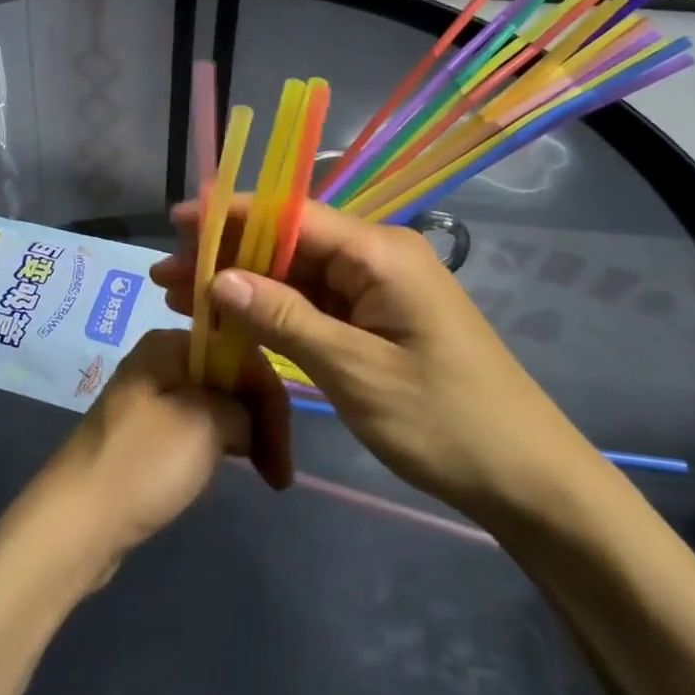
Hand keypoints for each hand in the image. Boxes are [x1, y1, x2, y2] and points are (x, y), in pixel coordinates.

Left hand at [26, 328, 292, 571]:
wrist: (76, 524)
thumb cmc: (142, 464)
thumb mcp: (205, 425)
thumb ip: (241, 408)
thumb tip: (246, 420)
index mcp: (168, 345)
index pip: (238, 353)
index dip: (269, 396)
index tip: (286, 450)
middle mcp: (159, 362)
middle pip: (228, 377)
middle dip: (259, 418)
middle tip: (279, 472)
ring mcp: (150, 399)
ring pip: (214, 405)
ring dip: (243, 435)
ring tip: (261, 473)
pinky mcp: (145, 435)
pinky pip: (194, 428)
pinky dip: (216, 447)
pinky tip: (224, 471)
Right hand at [150, 200, 595, 522]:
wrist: (529, 480)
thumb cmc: (445, 422)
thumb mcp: (355, 372)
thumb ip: (284, 318)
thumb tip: (219, 277)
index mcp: (379, 252)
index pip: (289, 214)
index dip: (228, 215)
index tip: (175, 223)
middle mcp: (376, 255)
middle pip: (286, 240)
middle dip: (225, 253)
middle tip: (165, 274)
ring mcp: (376, 287)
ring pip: (294, 272)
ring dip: (241, 283)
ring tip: (179, 296)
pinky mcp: (376, 317)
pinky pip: (314, 301)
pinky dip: (271, 310)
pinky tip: (229, 320)